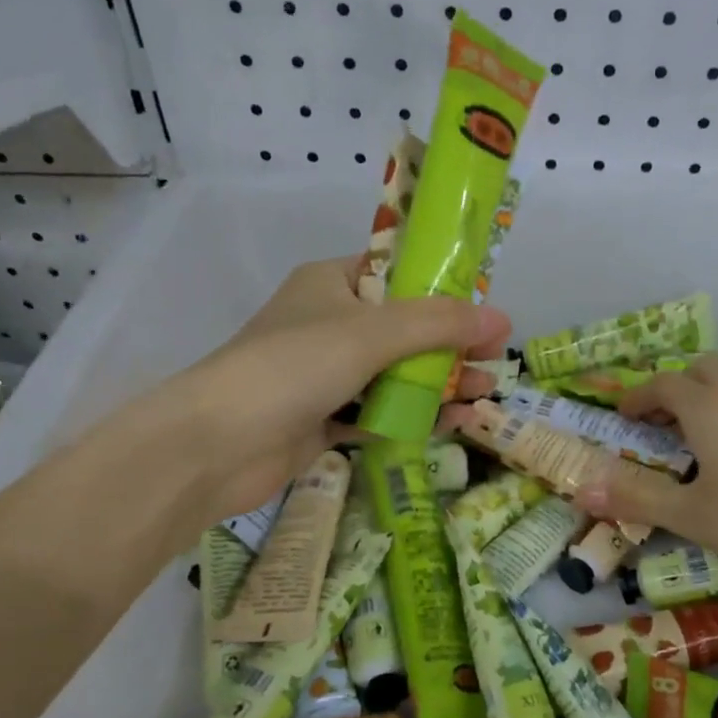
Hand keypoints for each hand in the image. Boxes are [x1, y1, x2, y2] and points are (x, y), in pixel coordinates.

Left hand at [177, 256, 510, 518]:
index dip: (442, 288)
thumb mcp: (372, 333)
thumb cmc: (293, 366)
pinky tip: (454, 424)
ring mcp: (325, 374)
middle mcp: (329, 323)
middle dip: (449, 344)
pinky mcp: (323, 418)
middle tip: (494, 359)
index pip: (396, 273)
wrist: (216, 445)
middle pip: (403, 328)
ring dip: (438, 383)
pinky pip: (379, 410)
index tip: (483, 309)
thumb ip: (438, 324)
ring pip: (394, 372)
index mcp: (332, 283)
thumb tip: (501, 320)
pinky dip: (413, 415)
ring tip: (483, 395)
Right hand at [570, 355, 717, 597]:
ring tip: (700, 426)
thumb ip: (635, 497)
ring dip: (711, 389)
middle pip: (701, 369)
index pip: (663, 385)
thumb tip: (580, 489)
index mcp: (707, 408)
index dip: (638, 398)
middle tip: (662, 424)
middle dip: (675, 388)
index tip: (623, 418)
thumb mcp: (690, 515)